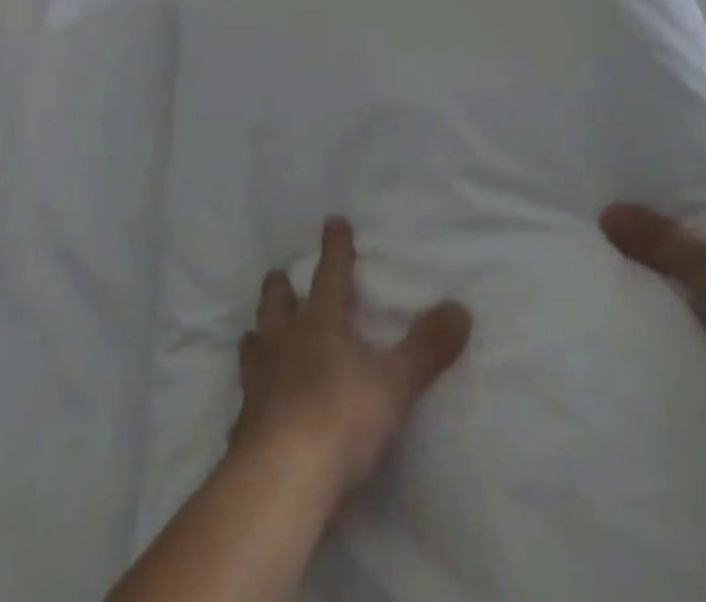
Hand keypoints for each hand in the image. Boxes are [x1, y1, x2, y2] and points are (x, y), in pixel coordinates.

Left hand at [233, 217, 472, 505]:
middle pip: (277, 304)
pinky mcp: (244, 429)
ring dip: (257, 336)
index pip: (331, 273)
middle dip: (280, 287)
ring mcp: (259, 386)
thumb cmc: (341, 419)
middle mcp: (284, 344)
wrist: (281, 483)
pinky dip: (250, 402)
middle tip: (279, 274)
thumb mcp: (395, 383)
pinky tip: (250, 412)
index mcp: (321, 324)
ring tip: (255, 333)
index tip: (333, 221)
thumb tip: (462, 308)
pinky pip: (245, 406)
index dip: (335, 247)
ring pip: (253, 346)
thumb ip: (427, 347)